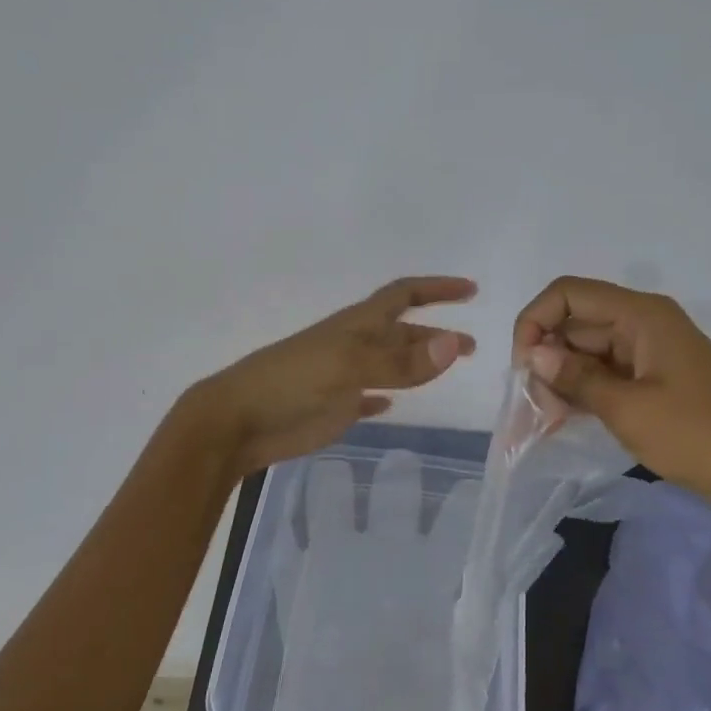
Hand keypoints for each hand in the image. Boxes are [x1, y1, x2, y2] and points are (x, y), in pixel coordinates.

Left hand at [184, 277, 476, 477]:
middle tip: (472, 346)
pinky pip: (368, 395)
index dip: (436, 289)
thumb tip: (455, 344)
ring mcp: (344, 376)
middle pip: (402, 332)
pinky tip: (394, 404)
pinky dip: (385, 395)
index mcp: (356, 325)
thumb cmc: (291, 383)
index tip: (470, 290)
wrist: (238, 421)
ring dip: (419, 361)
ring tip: (448, 367)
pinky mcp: (334, 406)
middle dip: (436, 333)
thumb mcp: (348, 367)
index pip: (403, 295)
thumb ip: (400, 361)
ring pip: (390, 363)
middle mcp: (354, 345)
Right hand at [512, 276, 710, 517]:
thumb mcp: (625, 408)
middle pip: (577, 323)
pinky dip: (584, 391)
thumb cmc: (693, 435)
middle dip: (547, 358)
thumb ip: (574, 377)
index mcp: (642, 315)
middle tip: (534, 406)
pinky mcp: (655, 379)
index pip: (568, 294)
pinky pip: (607, 373)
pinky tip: (564, 419)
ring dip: (563, 379)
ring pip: (588, 351)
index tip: (523, 367)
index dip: (535, 321)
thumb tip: (533, 355)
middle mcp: (644, 323)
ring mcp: (651, 352)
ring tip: (547, 420)